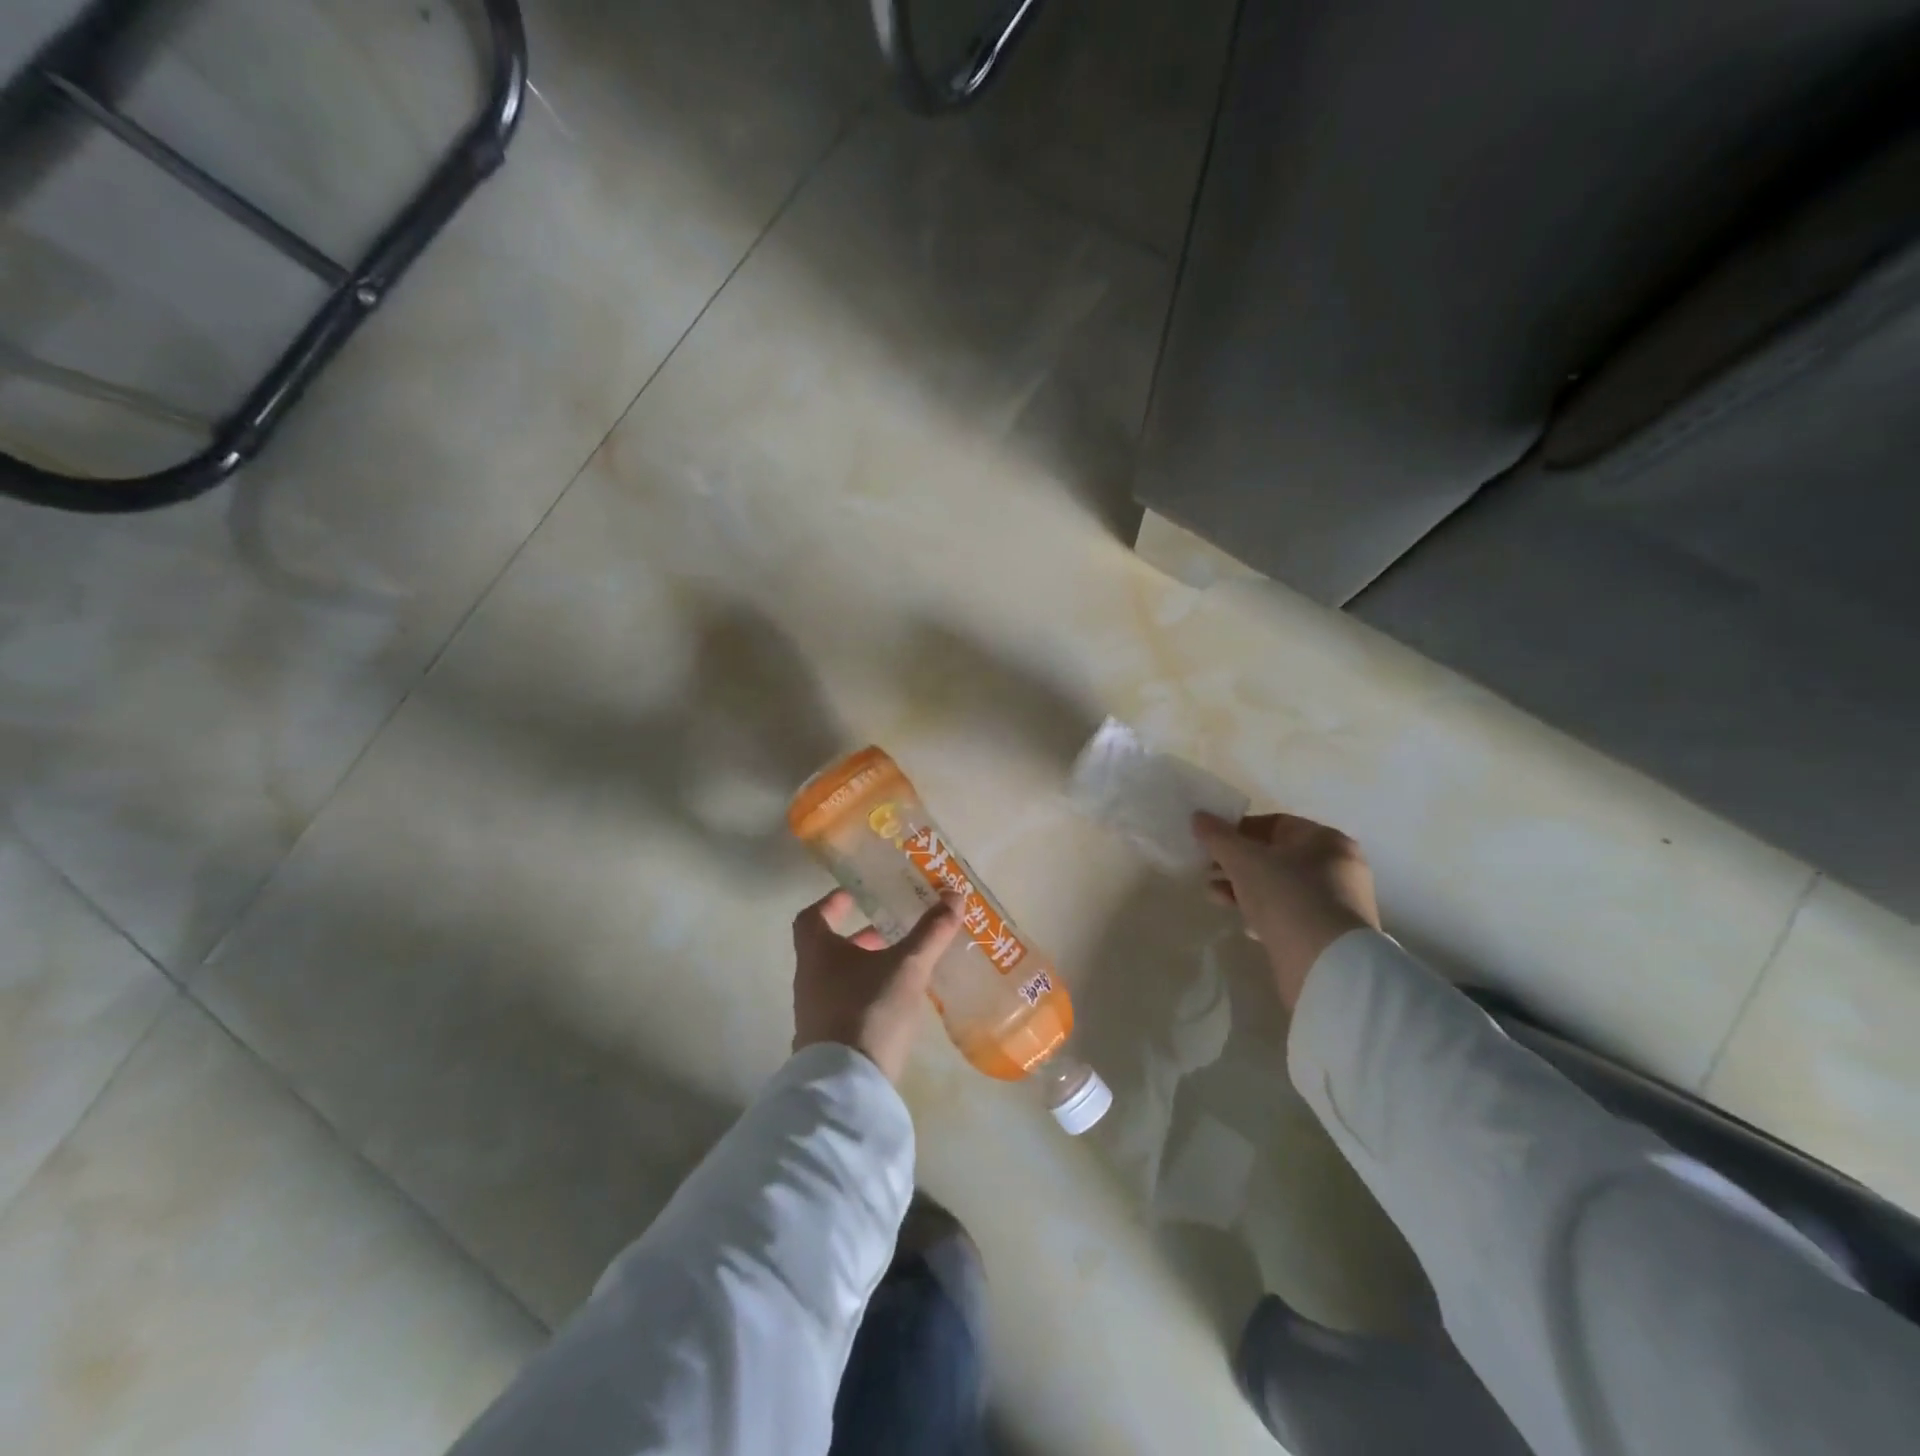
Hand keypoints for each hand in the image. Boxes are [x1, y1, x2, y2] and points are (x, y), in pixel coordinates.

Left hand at [792, 889, 962, 1083]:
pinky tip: (895, 1004)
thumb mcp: (908, 967)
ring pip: (838, 978)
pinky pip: (845, 1006)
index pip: (812, 918)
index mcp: (818, 954)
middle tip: (889, 930)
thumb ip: (930, 932)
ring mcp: (815, 1015)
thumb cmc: (870, 1011)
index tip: (852, 895)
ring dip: (865, 967)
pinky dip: (867, 995)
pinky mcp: (827, 1043)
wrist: (847, 1086)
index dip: (831, 903)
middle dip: (859, 938)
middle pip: (827, 949)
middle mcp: (809, 980)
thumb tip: (954, 895)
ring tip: (901, 966)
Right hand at [1193, 812, 1379, 1010]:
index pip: (1275, 824)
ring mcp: (1334, 903)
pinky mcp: (1325, 934)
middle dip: (1236, 863)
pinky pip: (1287, 913)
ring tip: (1214, 896)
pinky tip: (1241, 923)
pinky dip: (1262, 912)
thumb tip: (1198, 816)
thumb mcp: (1244, 860)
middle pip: (1275, 856)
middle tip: (1207, 871)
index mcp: (1326, 841)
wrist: (1326, 966)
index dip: (1239, 830)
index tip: (1211, 844)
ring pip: (1278, 886)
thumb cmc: (1287, 897)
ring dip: (1243, 888)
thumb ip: (1219, 837)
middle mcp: (1337, 867)